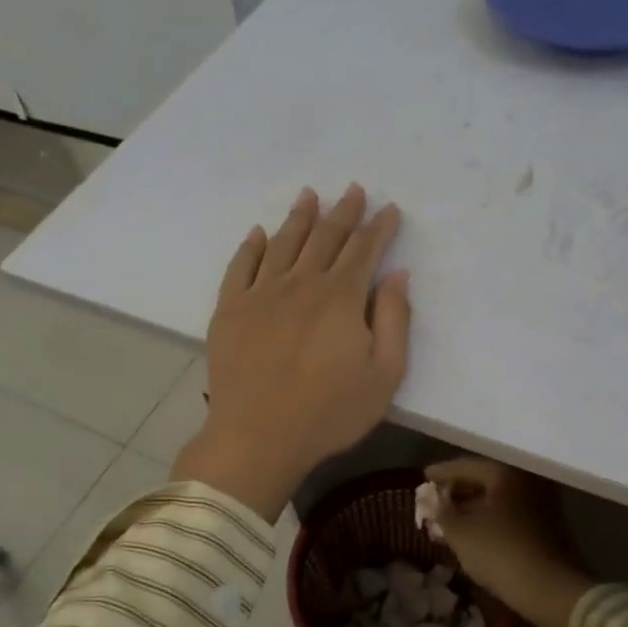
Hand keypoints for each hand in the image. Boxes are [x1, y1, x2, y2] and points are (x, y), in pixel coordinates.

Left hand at [173, 185, 410, 520]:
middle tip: (353, 189)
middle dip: (344, 212)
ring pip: (283, 243)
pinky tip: (258, 232)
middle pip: (325, 238)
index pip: (364, 250)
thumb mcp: (384, 374)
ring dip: (299, 217)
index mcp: (341, 297)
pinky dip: (251, 245)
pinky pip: (240, 266)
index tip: (389, 209)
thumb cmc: (330, 412)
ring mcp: (260, 293)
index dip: (379, 227)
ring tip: (309, 195)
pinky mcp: (229, 310)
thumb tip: (398, 275)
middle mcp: (301, 283)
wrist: (258, 437)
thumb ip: (395, 320)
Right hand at [423, 458, 592, 626]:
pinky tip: (474, 532)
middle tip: (435, 500)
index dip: (441, 473)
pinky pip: (511, 512)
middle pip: (484, 479)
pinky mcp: (549, 524)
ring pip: (498, 498)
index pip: (466, 466)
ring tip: (450, 518)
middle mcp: (527, 479)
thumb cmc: (501, 553)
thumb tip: (432, 500)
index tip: (423, 477)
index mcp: (506, 472)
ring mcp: (542, 501)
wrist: (552, 589)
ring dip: (473, 507)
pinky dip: (490, 518)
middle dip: (457, 491)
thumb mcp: (460, 533)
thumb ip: (441, 511)